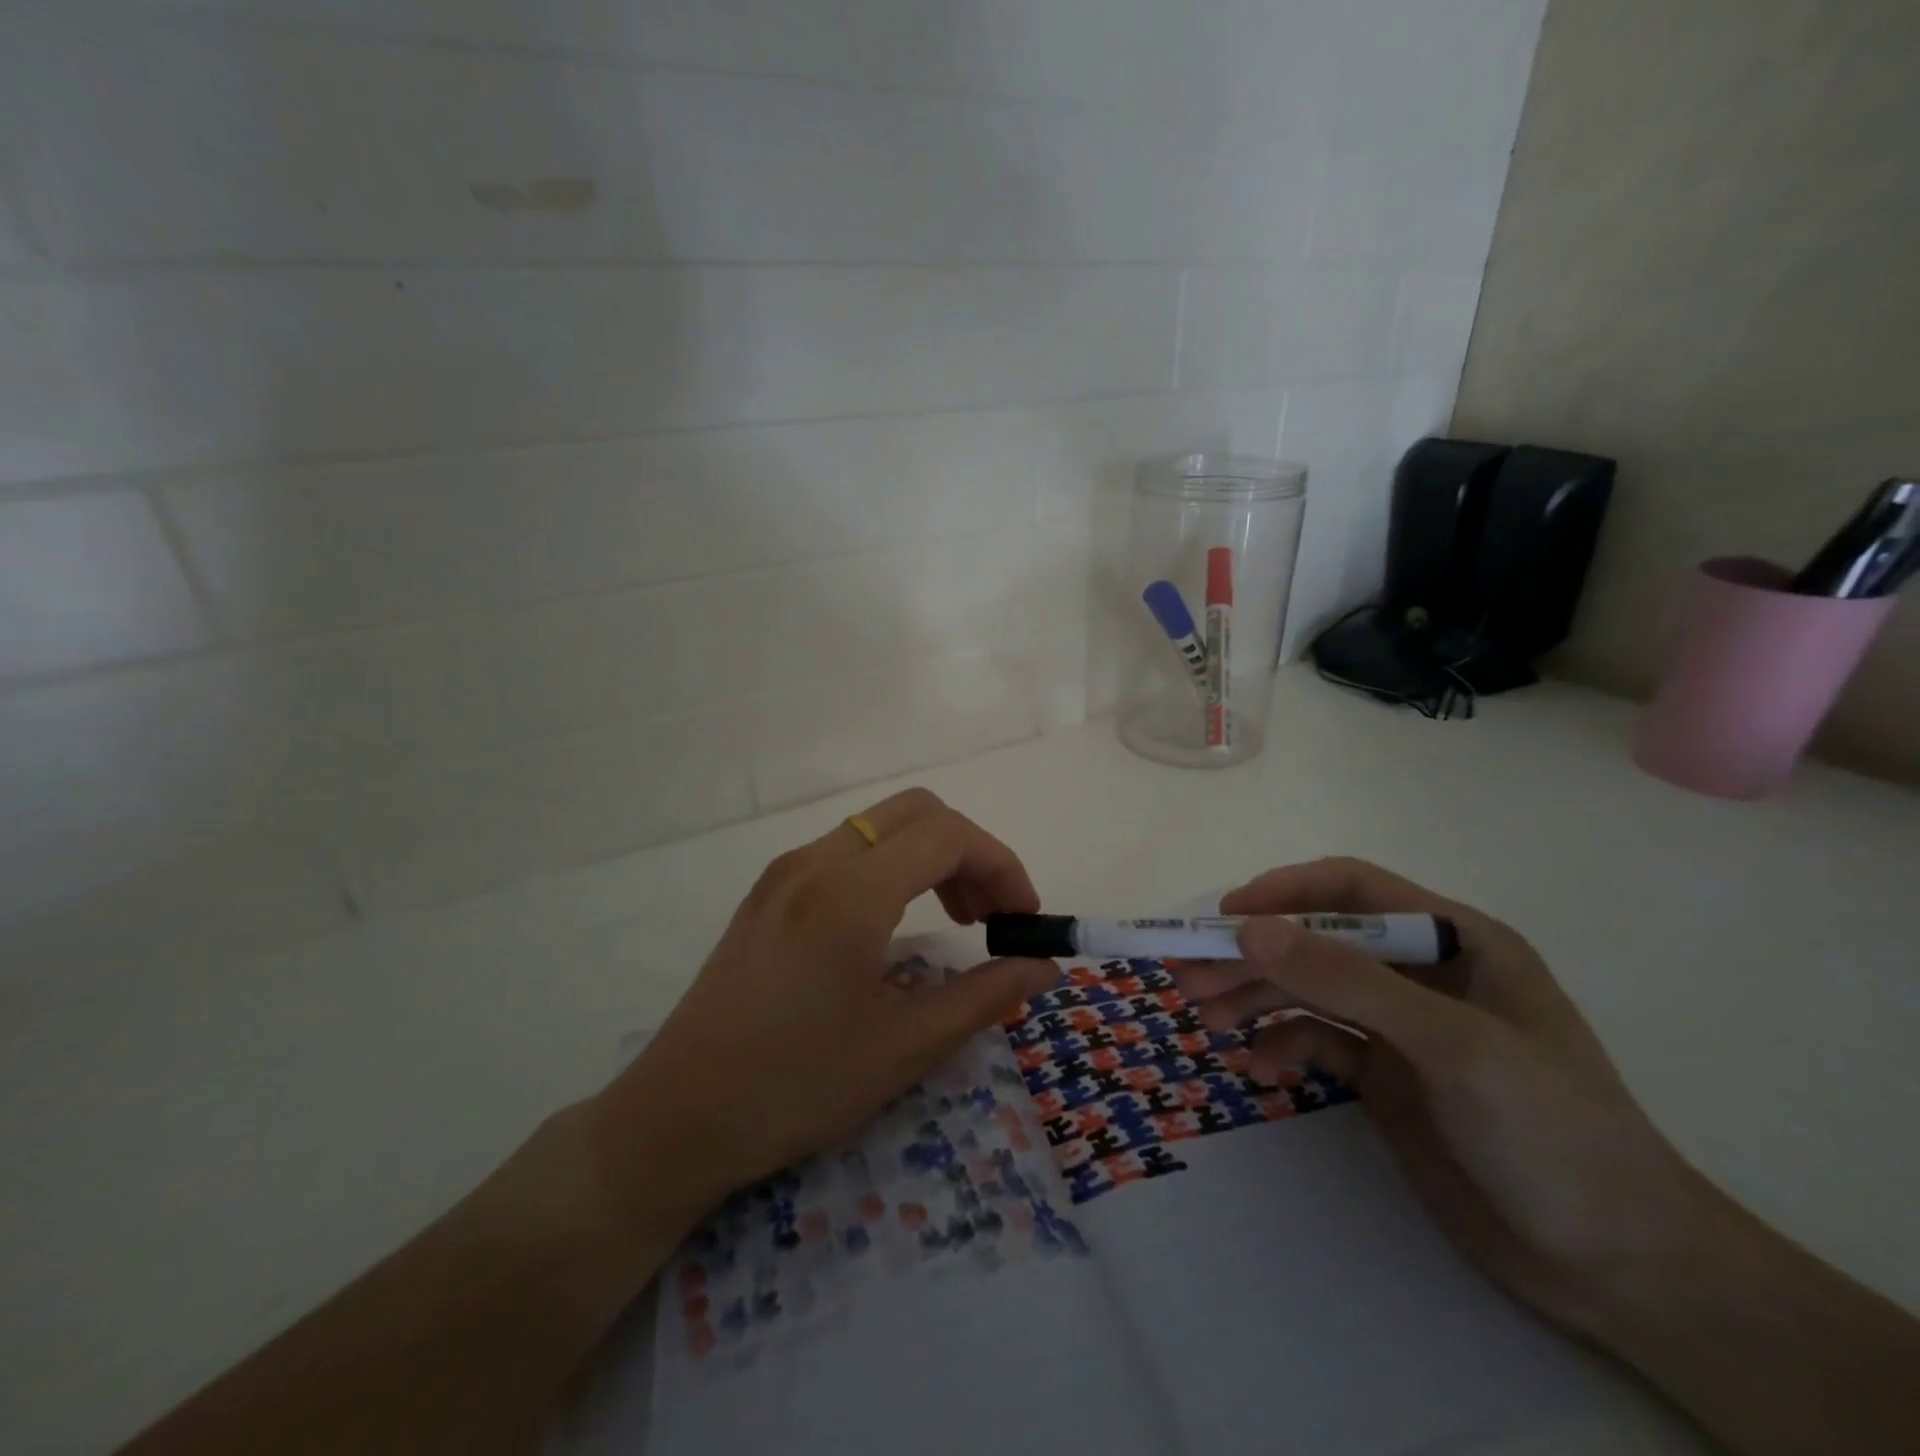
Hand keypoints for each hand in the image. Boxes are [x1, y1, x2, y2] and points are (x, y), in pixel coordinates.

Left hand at [591, 789, 1057, 1222]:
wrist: (677, 1118)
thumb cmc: (796, 1087)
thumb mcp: (904, 1047)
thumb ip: (985, 995)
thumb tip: (1044, 967)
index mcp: (851, 892)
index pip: (949, 835)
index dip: (1002, 866)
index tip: (1023, 920)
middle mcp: (815, 860)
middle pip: (918, 812)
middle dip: (970, 852)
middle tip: (992, 916)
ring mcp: (785, 871)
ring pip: (880, 826)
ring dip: (931, 856)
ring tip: (956, 919)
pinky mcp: (768, 891)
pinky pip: (847, 850)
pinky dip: (892, 867)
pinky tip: (896, 924)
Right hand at [1167, 857, 1709, 1335]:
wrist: (1622, 1271)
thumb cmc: (1554, 1134)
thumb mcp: (1452, 1046)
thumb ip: (1349, 982)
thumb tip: (1250, 929)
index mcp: (1455, 940)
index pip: (1352, 891)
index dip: (1284, 892)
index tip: (1224, 916)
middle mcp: (1422, 973)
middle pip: (1317, 942)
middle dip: (1253, 955)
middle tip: (1188, 976)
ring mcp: (1401, 1027)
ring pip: (1309, 991)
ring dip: (1254, 998)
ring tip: (1204, 1019)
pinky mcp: (1386, 1077)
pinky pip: (1317, 1042)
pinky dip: (1281, 1046)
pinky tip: (1257, 1067)